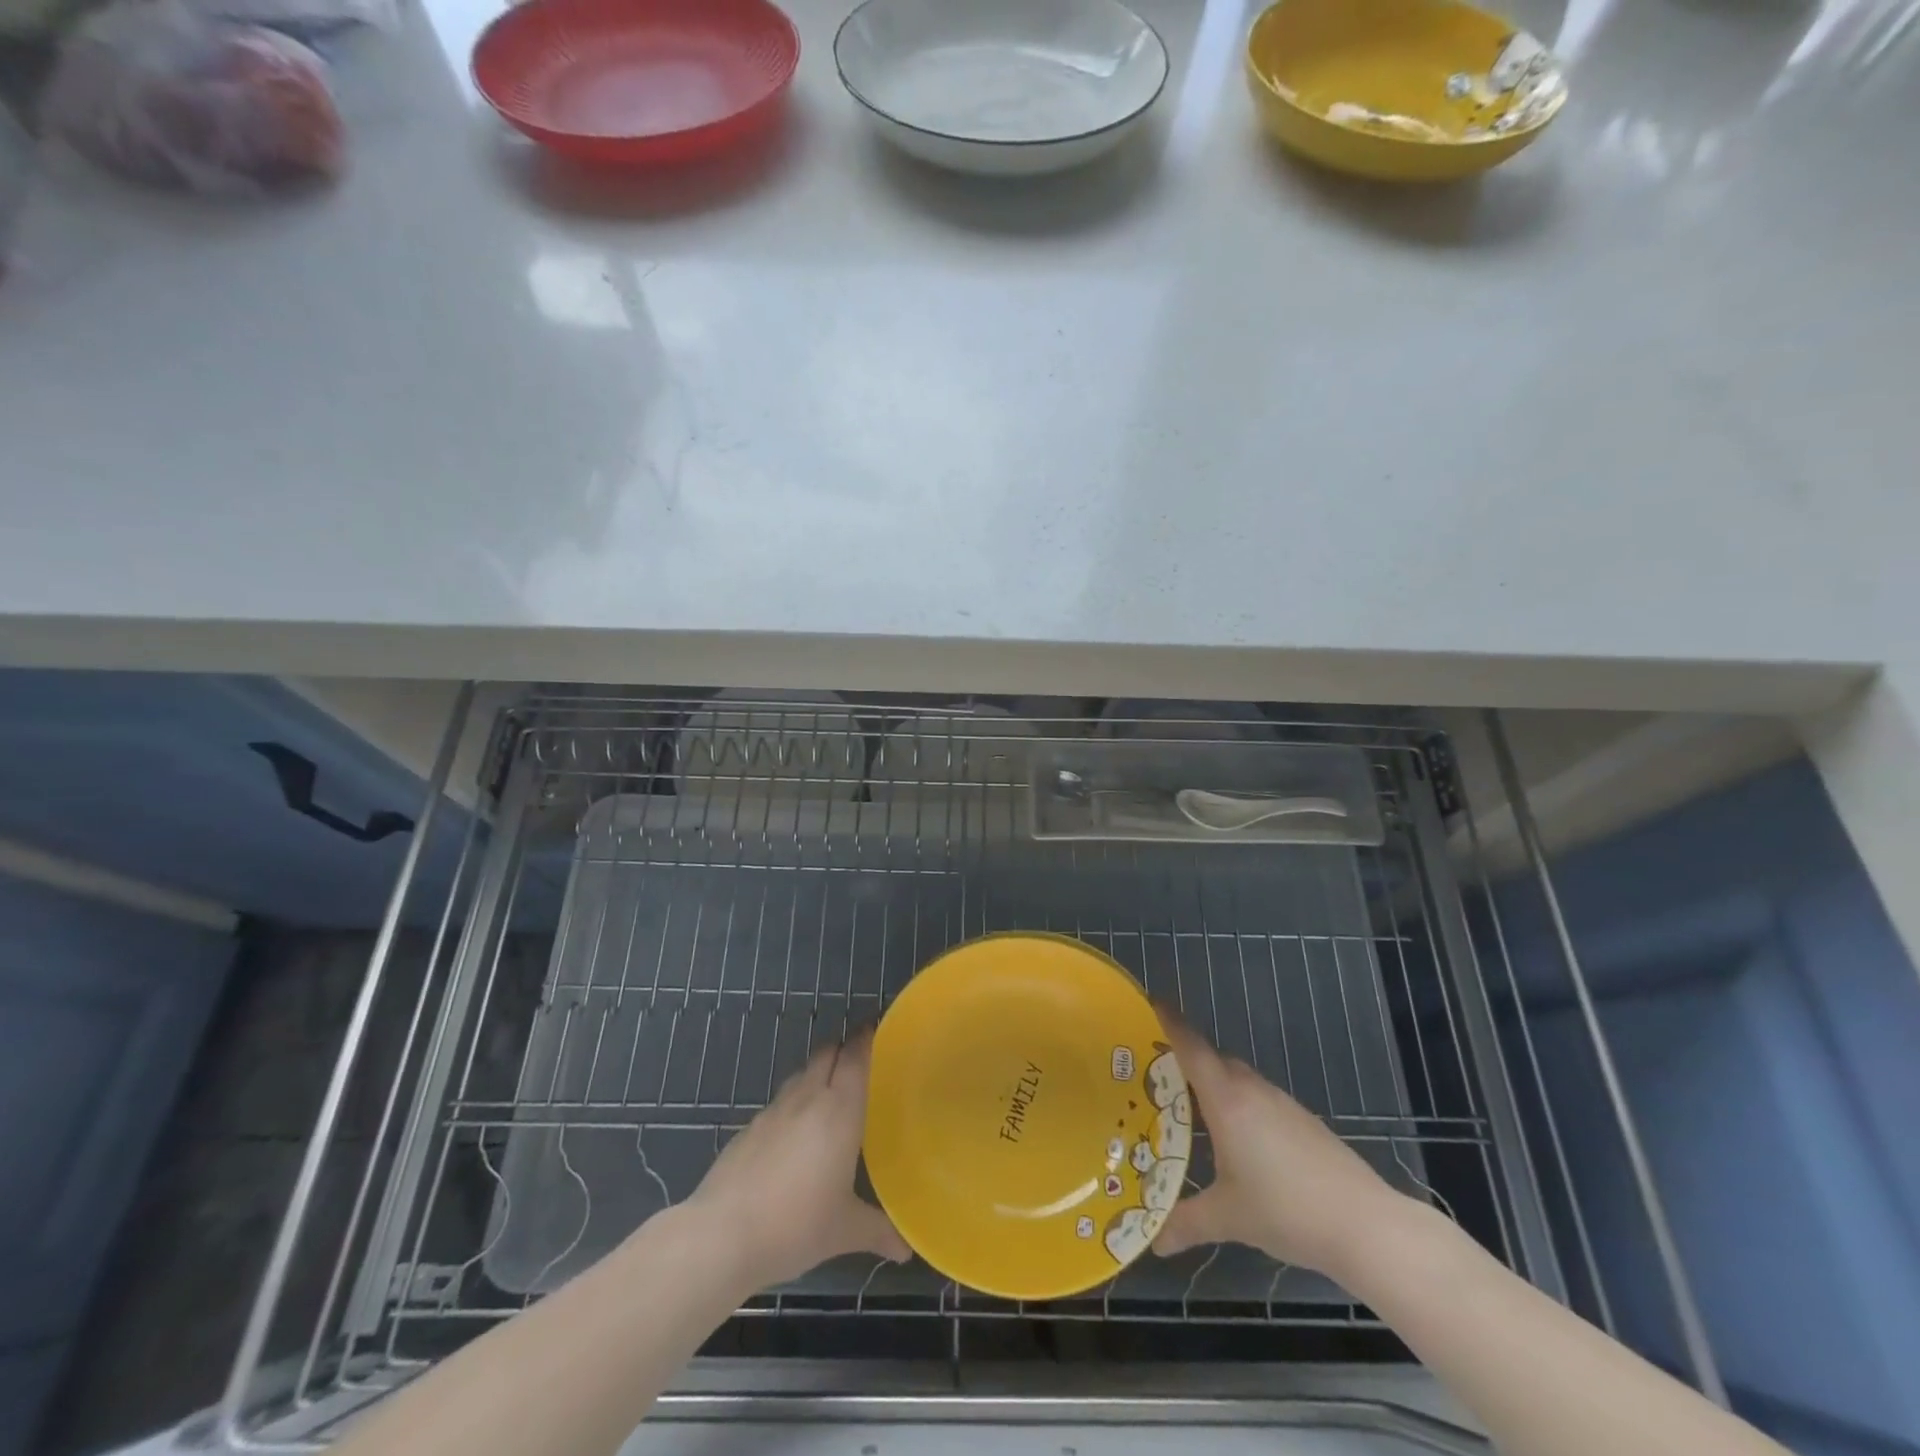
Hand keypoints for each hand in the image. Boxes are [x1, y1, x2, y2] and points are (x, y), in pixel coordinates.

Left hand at [685, 1027, 909, 1292]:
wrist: (722, 1234)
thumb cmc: (796, 1224)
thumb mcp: (845, 1230)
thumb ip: (880, 1231)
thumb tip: (908, 1248)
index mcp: (839, 1109)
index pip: (856, 1056)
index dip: (867, 1038)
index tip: (878, 1029)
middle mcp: (808, 1098)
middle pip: (827, 1053)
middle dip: (843, 1048)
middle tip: (861, 1060)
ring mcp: (774, 1110)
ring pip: (801, 1073)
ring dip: (817, 1072)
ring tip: (829, 1093)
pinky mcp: (749, 1128)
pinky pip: (779, 1102)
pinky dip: (792, 1103)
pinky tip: (794, 1133)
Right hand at [1152, 1010, 1404, 1278]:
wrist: (1365, 1225)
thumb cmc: (1286, 1209)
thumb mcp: (1228, 1218)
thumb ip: (1187, 1222)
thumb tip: (1155, 1243)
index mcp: (1226, 1100)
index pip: (1191, 1047)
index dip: (1170, 1022)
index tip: (1151, 1002)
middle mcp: (1252, 1091)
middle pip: (1213, 1060)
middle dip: (1187, 1061)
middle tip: (1157, 1075)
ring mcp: (1282, 1104)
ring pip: (1238, 1079)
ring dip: (1215, 1085)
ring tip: (1192, 1111)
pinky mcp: (1303, 1121)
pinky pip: (1259, 1099)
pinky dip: (1240, 1106)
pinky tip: (1239, 1142)